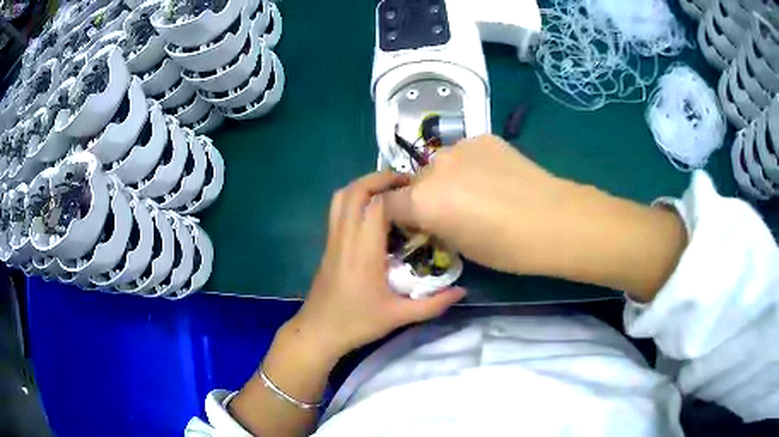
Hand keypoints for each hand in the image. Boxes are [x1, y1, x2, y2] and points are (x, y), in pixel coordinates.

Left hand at [294, 172, 465, 356]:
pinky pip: (337, 210)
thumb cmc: (357, 323)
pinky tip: (372, 214)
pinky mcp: (327, 246)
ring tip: (388, 192)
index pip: (377, 205)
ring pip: (340, 197)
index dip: (397, 192)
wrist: (318, 332)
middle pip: (354, 191)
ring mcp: (332, 240)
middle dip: (378, 178)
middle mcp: (345, 238)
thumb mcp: (399, 317)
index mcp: (363, 251)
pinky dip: (353, 199)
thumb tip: (462, 291)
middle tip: (404, 182)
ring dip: (363, 186)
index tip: (418, 192)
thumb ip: (433, 304)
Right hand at [383, 135, 686, 299]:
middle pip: (415, 181)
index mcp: (423, 200)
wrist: (555, 220)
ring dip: (448, 178)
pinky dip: (471, 165)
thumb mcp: (460, 247)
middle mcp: (434, 167)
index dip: (398, 217)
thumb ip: (435, 227)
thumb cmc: (508, 248)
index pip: (388, 204)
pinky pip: (465, 153)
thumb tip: (429, 217)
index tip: (415, 226)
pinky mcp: (484, 137)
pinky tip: (496, 178)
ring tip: (477, 192)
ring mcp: (460, 148)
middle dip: (425, 196)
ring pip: (440, 164)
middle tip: (451, 211)